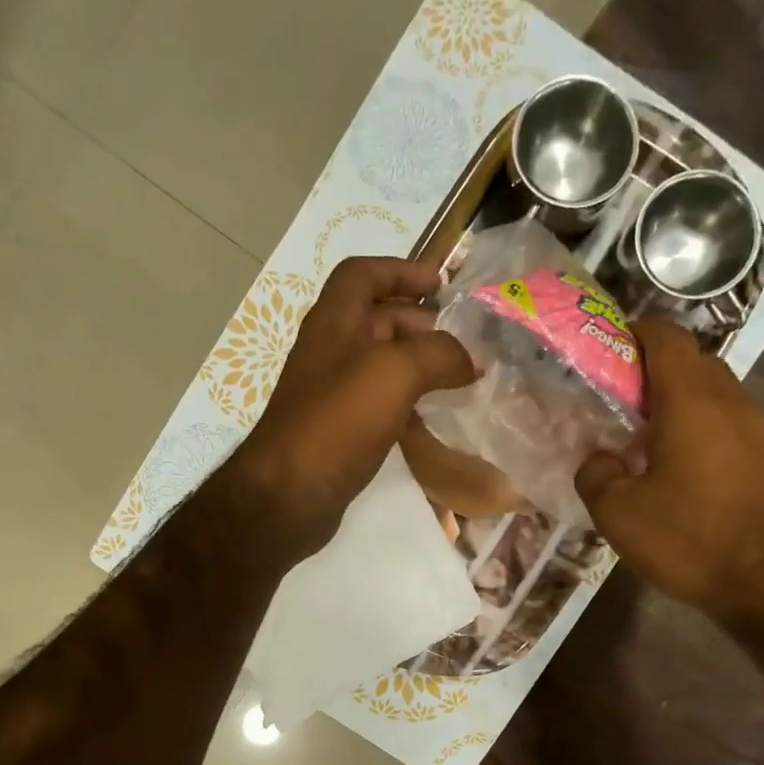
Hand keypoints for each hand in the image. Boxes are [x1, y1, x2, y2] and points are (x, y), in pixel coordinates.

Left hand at [224, 257, 475, 561]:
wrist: (290, 494)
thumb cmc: (337, 422)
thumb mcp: (394, 373)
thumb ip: (439, 355)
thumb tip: (473, 359)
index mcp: (334, 321)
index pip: (363, 274)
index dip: (401, 271)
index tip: (441, 284)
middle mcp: (330, 350)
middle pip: (377, 319)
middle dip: (421, 322)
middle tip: (463, 342)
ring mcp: (332, 393)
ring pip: (381, 364)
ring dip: (418, 364)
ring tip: (458, 378)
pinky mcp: (339, 430)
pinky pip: (379, 402)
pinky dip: (408, 401)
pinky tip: (433, 417)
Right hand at [575, 318, 763, 622]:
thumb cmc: (691, 542)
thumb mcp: (618, 515)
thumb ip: (596, 474)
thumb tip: (600, 458)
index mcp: (691, 404)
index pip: (667, 338)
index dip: (639, 334)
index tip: (616, 350)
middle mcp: (738, 406)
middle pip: (700, 367)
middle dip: (664, 377)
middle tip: (633, 411)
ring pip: (729, 407)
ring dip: (697, 417)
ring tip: (671, 457)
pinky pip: (753, 444)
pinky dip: (727, 451)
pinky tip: (716, 493)